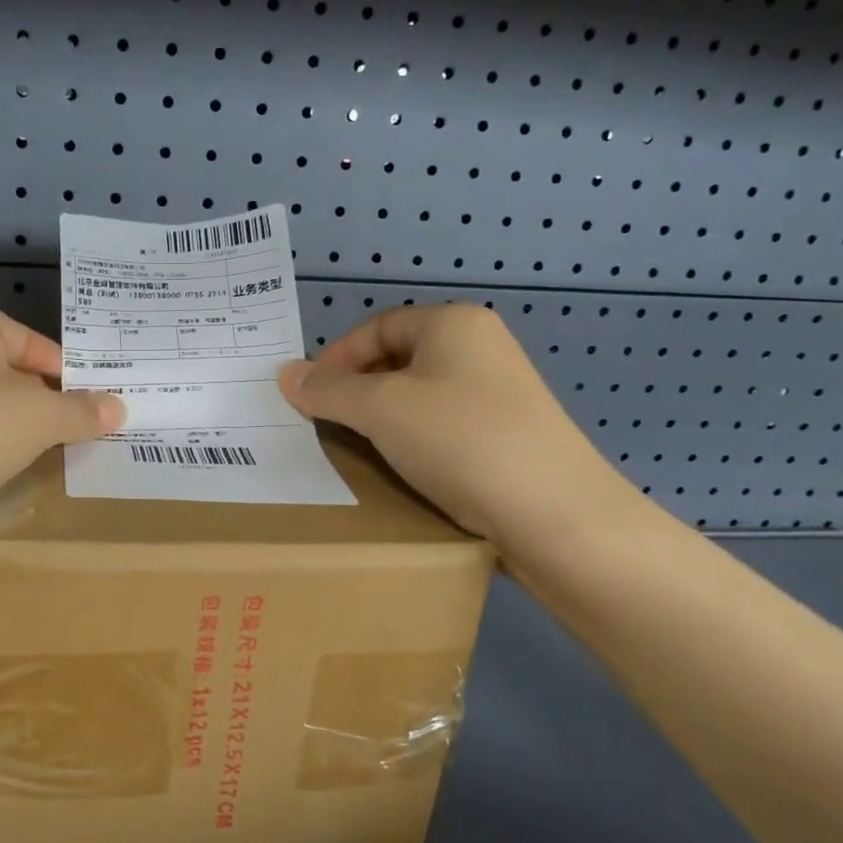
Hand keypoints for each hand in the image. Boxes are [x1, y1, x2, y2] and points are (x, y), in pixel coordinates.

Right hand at [278, 303, 621, 550]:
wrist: (556, 518)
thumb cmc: (461, 441)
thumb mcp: (381, 409)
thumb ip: (328, 390)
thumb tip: (286, 375)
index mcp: (453, 324)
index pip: (376, 326)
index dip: (335, 357)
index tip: (307, 397)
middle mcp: (479, 349)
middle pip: (395, 359)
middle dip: (354, 390)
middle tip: (324, 425)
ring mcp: (497, 396)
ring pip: (417, 398)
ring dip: (380, 420)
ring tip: (354, 450)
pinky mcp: (505, 438)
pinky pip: (441, 429)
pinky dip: (411, 443)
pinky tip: (399, 470)